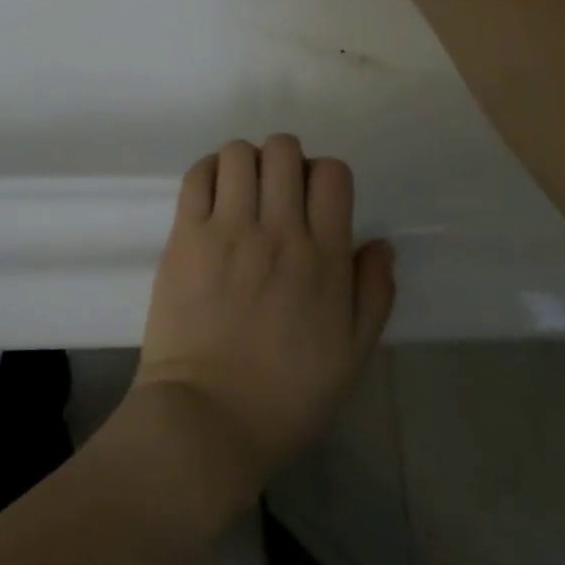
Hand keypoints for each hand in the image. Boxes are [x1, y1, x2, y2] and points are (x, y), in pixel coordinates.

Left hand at [132, 135, 394, 498]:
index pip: (332, 175)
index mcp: (324, 258)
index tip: (313, 199)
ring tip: (242, 190)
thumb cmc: (287, 393)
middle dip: (285, 158)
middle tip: (276, 190)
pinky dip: (209, 171)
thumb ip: (373, 292)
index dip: (324, 176)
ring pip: (238, 153)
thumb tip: (379, 242)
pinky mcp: (185, 235)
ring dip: (245, 161)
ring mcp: (227, 229)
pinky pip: (198, 176)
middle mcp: (278, 231)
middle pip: (283, 150)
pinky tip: (213, 193)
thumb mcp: (352, 353)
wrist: (210, 414)